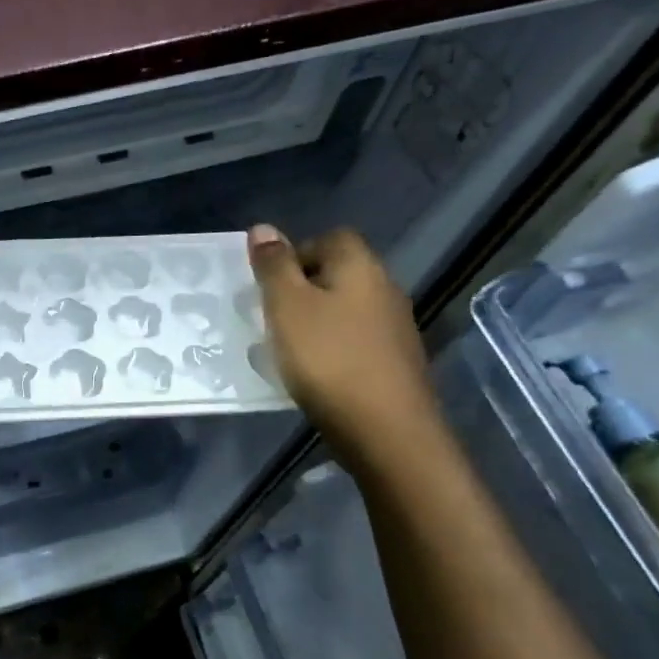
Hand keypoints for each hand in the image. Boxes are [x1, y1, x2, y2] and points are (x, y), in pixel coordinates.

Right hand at [247, 224, 439, 469]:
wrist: (386, 430)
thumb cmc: (328, 360)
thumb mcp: (287, 308)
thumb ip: (274, 267)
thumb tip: (263, 228)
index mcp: (360, 267)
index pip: (329, 238)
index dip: (295, 254)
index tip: (268, 285)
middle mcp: (385, 289)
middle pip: (339, 273)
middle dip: (303, 289)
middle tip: (271, 317)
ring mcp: (395, 328)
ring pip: (347, 309)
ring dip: (317, 321)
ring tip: (287, 348)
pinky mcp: (395, 362)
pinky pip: (356, 340)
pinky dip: (332, 348)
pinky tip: (315, 373)